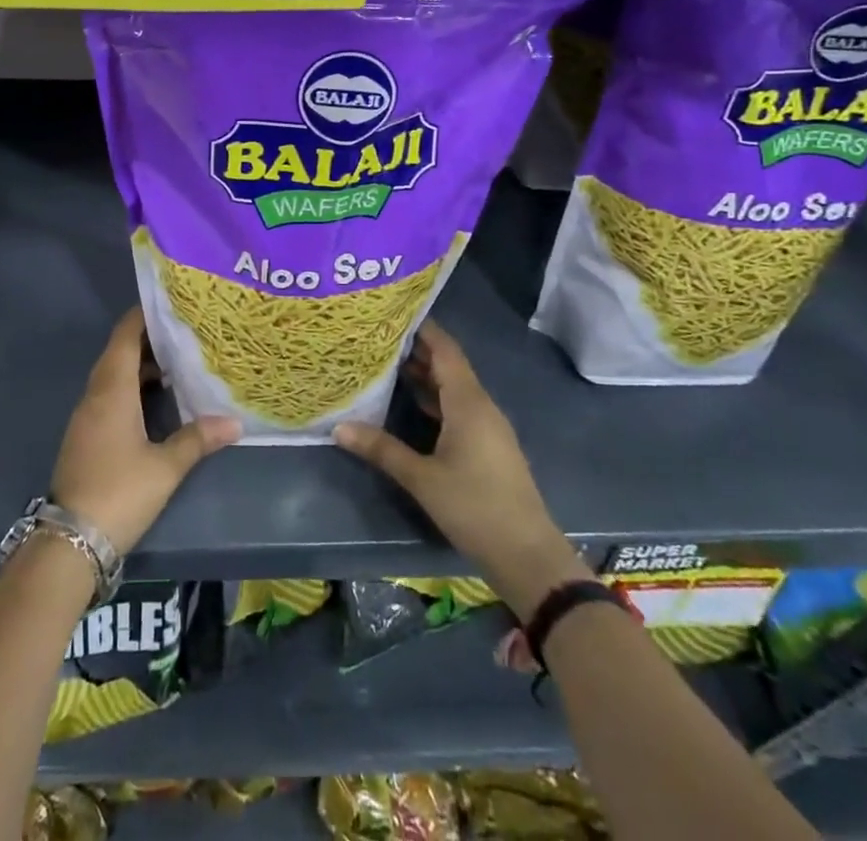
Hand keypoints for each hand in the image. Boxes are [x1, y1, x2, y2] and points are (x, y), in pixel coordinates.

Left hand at [50, 308, 239, 553]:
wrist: (70, 541)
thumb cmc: (120, 493)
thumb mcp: (165, 467)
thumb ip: (198, 439)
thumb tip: (234, 422)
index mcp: (112, 390)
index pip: (124, 336)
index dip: (143, 316)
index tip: (171, 304)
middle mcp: (95, 395)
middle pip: (118, 352)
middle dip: (148, 339)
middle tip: (184, 331)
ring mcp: (87, 416)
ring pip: (113, 374)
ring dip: (140, 364)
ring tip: (177, 362)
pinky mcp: (86, 434)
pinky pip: (109, 394)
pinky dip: (131, 386)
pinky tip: (156, 399)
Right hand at [335, 321, 585, 604]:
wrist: (528, 555)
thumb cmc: (475, 507)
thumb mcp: (422, 478)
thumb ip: (381, 449)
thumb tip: (338, 427)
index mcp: (468, 402)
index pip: (445, 350)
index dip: (422, 328)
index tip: (393, 311)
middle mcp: (481, 406)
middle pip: (448, 365)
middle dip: (417, 348)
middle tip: (379, 335)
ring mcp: (488, 426)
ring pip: (454, 387)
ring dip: (425, 374)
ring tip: (387, 362)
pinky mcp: (488, 445)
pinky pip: (459, 407)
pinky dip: (435, 398)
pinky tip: (411, 402)